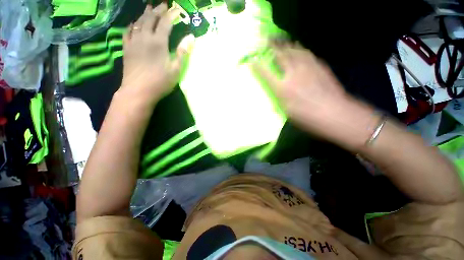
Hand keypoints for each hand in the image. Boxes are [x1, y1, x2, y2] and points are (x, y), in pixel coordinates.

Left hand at [120, 3, 192, 103]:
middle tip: (163, 5)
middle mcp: (144, 37)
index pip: (165, 23)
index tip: (177, 10)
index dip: (171, 15)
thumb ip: (182, 52)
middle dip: (158, 10)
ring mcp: (133, 42)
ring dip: (145, 14)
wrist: (138, 91)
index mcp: (158, 42)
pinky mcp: (126, 48)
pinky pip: (127, 31)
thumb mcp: (176, 69)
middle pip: (150, 18)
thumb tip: (191, 37)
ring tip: (149, 8)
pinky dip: (131, 25)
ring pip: (138, 22)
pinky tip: (133, 23)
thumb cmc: (160, 82)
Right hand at [252, 43, 376, 148]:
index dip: (259, 67)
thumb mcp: (287, 112)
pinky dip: (302, 51)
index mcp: (283, 89)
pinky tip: (302, 51)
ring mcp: (308, 69)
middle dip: (274, 47)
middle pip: (282, 56)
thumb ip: (281, 98)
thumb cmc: (307, 117)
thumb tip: (278, 90)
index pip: (267, 75)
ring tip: (285, 42)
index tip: (252, 61)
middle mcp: (294, 75)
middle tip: (268, 39)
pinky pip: (309, 55)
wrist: (334, 113)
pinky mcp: (320, 67)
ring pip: (297, 51)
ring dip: (288, 45)